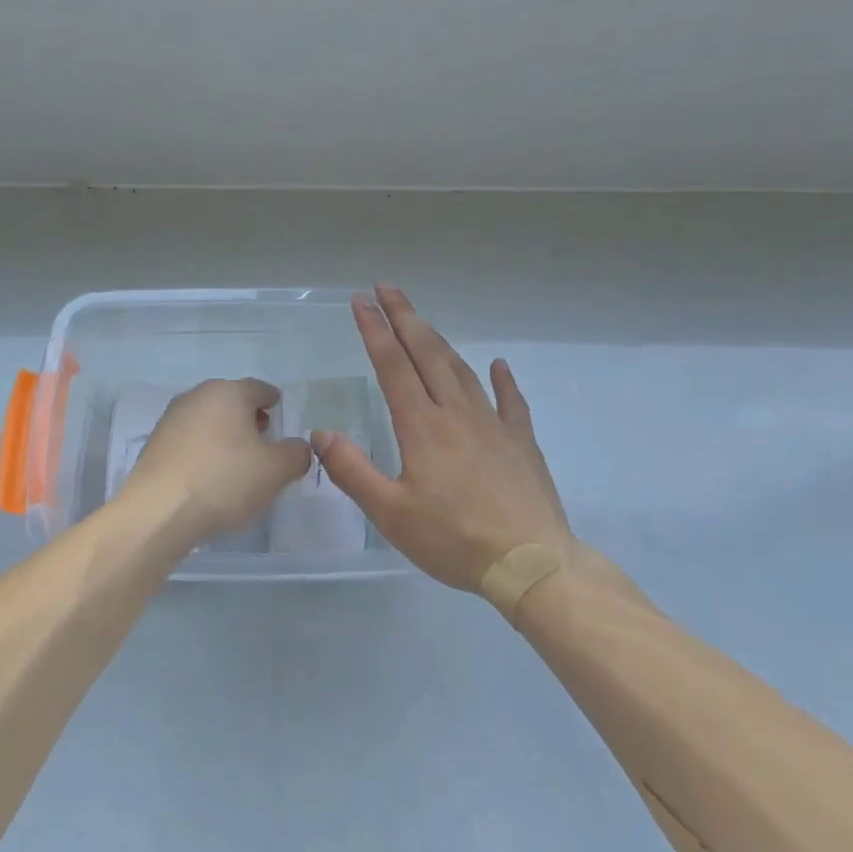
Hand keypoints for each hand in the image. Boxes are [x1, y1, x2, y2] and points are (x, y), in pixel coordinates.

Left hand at [122, 378, 312, 544]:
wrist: (158, 511)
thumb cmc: (224, 481)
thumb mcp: (275, 471)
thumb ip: (295, 454)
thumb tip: (298, 448)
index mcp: (228, 392)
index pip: (258, 388)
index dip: (272, 399)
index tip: (278, 408)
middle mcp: (197, 396)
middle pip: (230, 401)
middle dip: (248, 416)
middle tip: (263, 437)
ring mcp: (171, 418)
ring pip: (207, 419)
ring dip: (224, 433)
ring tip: (238, 460)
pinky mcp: (154, 443)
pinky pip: (189, 439)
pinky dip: (203, 449)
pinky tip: (209, 473)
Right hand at [314, 286, 573, 593]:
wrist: (532, 564)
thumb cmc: (454, 540)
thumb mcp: (391, 514)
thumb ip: (353, 470)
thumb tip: (320, 433)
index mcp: (422, 426)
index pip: (393, 365)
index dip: (375, 330)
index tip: (360, 301)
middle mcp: (456, 413)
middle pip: (427, 353)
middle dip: (404, 317)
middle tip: (387, 287)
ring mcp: (493, 424)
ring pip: (461, 370)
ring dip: (438, 340)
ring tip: (422, 321)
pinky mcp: (521, 442)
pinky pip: (510, 401)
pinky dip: (501, 380)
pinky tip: (497, 366)